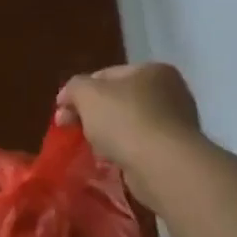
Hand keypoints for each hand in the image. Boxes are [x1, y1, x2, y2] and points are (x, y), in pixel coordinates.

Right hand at [56, 63, 200, 205]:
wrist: (162, 165)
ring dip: (106, 135)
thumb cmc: (124, 120)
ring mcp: (176, 122)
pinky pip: (139, 145)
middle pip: (117, 100)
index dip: (78, 92)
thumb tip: (68, 97)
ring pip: (127, 124)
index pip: (105, 75)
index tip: (60, 112)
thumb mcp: (87, 94)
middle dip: (91, 115)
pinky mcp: (175, 150)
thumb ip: (73, 87)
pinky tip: (111, 161)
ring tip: (92, 149)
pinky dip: (123, 151)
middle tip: (70, 130)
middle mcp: (170, 91)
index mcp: (152, 70)